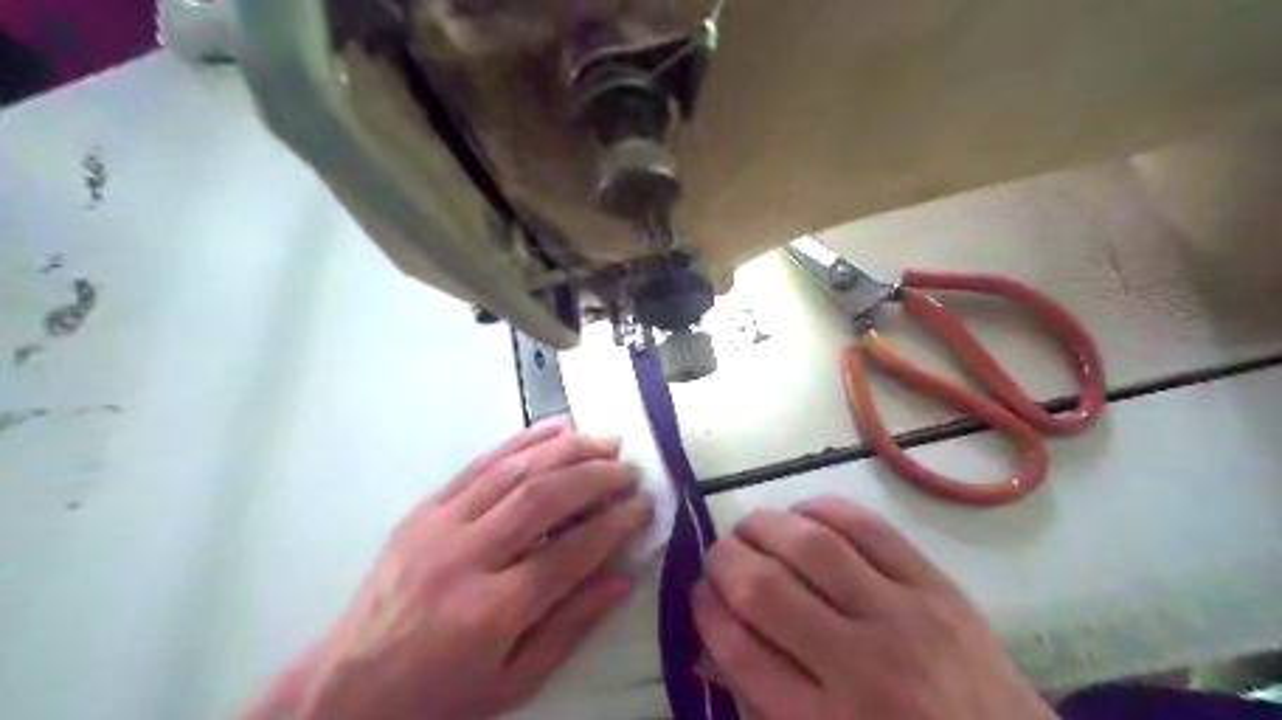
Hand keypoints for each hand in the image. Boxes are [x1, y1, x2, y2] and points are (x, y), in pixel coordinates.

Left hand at [245, 417, 651, 719]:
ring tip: (605, 441)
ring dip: (567, 449)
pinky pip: (479, 463)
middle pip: (543, 498)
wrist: (346, 687)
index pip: (570, 552)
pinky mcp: (424, 508)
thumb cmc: (438, 694)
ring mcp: (440, 525)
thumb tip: (622, 577)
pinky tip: (555, 428)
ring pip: (514, 470)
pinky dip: (522, 440)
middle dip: (596, 476)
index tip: (643, 507)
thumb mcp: (513, 682)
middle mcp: (467, 557)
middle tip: (630, 469)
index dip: (614, 524)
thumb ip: (571, 626)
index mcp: (491, 611)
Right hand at [697, 497, 1056, 718]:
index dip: (705, 610)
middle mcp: (863, 668)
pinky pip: (868, 527)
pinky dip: (822, 510)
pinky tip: (803, 516)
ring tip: (752, 529)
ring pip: (813, 546)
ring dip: (765, 526)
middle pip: (765, 589)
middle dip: (724, 560)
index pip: (739, 650)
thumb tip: (707, 643)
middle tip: (719, 556)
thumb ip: (759, 701)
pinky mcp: (939, 587)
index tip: (698, 593)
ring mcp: (907, 619)